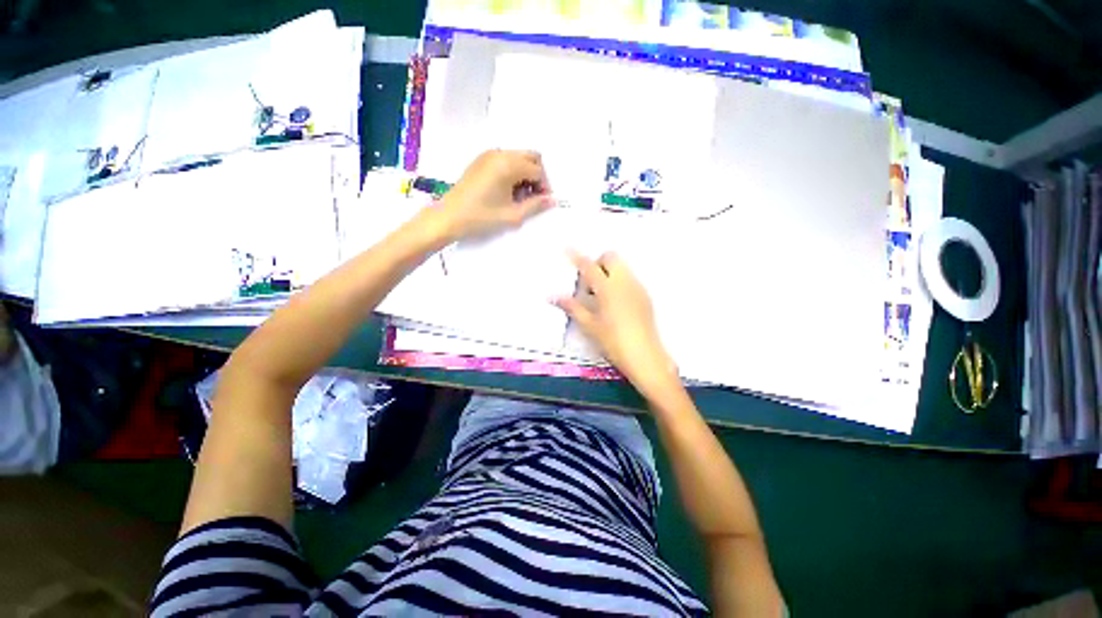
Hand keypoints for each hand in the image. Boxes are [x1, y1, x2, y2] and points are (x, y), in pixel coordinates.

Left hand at [434, 150, 554, 241]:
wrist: (449, 217)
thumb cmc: (481, 217)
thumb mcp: (512, 215)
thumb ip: (535, 206)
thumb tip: (552, 200)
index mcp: (508, 165)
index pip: (537, 170)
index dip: (544, 186)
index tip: (542, 202)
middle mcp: (500, 153)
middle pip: (531, 157)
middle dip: (538, 176)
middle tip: (534, 197)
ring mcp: (489, 155)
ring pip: (519, 157)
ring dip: (526, 173)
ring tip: (520, 196)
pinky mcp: (481, 160)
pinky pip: (506, 159)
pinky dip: (514, 171)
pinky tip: (508, 190)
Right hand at [555, 252, 677, 392]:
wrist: (645, 356)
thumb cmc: (613, 341)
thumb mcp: (589, 325)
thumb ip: (571, 307)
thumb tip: (552, 296)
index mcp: (608, 288)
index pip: (589, 266)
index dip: (576, 256)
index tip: (567, 247)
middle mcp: (624, 282)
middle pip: (611, 257)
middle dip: (598, 262)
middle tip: (589, 283)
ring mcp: (637, 287)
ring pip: (622, 267)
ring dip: (609, 271)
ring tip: (601, 295)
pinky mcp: (645, 296)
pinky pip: (630, 278)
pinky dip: (619, 281)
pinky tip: (615, 303)